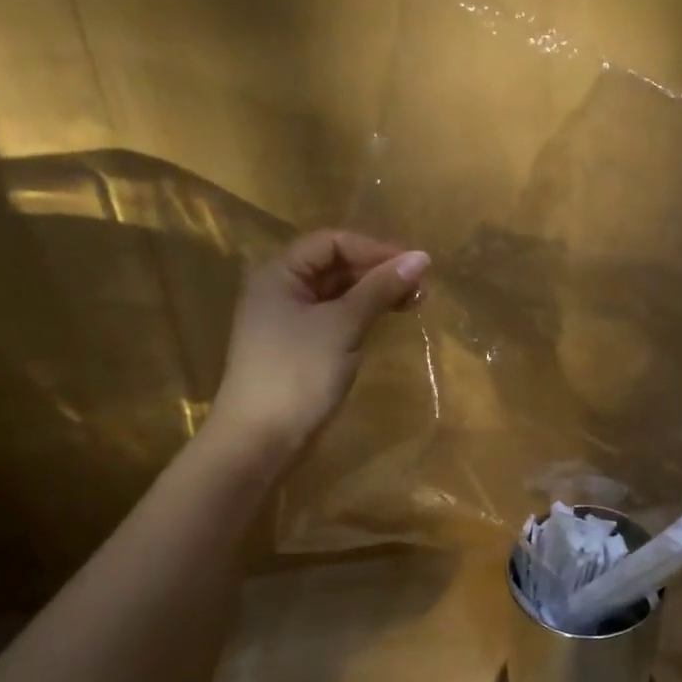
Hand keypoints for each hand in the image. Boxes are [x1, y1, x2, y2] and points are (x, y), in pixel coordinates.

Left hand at [207, 229, 428, 460]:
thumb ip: (380, 288)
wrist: (260, 440)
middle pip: (335, 265)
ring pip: (338, 293)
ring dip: (374, 294)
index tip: (415, 267)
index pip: (332, 242)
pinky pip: (335, 317)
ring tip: (412, 304)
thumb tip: (421, 258)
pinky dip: (362, 315)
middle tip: (420, 289)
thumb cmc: (298, 373)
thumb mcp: (343, 325)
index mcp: (279, 273)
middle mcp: (280, 289)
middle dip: (378, 272)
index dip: (375, 249)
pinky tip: (385, 321)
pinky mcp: (299, 347)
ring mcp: (288, 320)